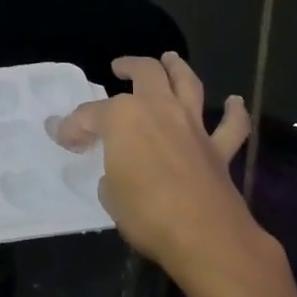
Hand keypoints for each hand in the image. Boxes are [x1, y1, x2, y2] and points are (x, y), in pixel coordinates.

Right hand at [54, 53, 283, 291]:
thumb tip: (117, 172)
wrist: (205, 236)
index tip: (61, 136)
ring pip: (187, 83)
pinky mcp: (219, 149)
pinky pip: (231, 126)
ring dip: (177, 68)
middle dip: (129, 66)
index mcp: (122, 118)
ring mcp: (192, 126)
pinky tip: (235, 102)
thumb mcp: (109, 195)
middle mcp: (158, 110)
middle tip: (118, 67)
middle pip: (145, 73)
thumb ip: (111, 174)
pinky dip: (234, 112)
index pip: (88, 116)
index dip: (71, 127)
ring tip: (169, 59)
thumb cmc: (146, 213)